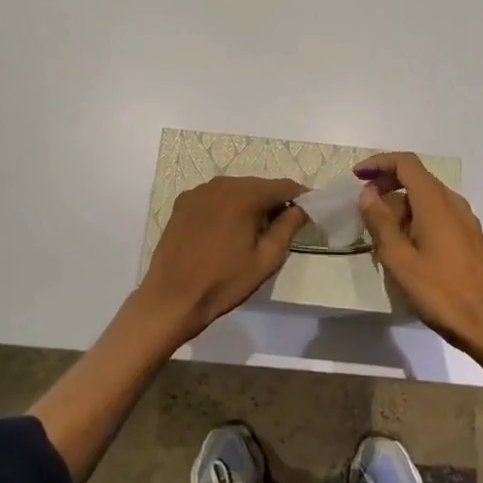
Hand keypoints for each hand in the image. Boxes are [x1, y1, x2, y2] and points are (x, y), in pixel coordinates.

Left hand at [135, 177, 308, 343]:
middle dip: (274, 201)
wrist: (172, 298)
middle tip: (283, 226)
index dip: (300, 196)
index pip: (283, 186)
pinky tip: (226, 230)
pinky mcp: (183, 203)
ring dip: (249, 203)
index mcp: (244, 195)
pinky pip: (214, 197)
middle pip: (258, 185)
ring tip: (254, 230)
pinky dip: (227, 206)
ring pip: (235, 189)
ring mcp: (198, 191)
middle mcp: (221, 184)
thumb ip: (288, 228)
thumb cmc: (224, 282)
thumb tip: (302, 208)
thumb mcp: (265, 260)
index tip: (310, 211)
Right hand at [356, 152, 482, 353]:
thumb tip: (367, 193)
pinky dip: (417, 219)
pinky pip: (438, 214)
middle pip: (416, 178)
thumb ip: (380, 221)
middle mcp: (453, 202)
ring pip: (427, 198)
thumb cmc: (440, 291)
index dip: (379, 163)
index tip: (357, 177)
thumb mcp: (399, 258)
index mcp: (435, 201)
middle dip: (387, 187)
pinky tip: (406, 247)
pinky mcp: (470, 237)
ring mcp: (465, 219)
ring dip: (401, 207)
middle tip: (365, 209)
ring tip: (381, 236)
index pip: (405, 163)